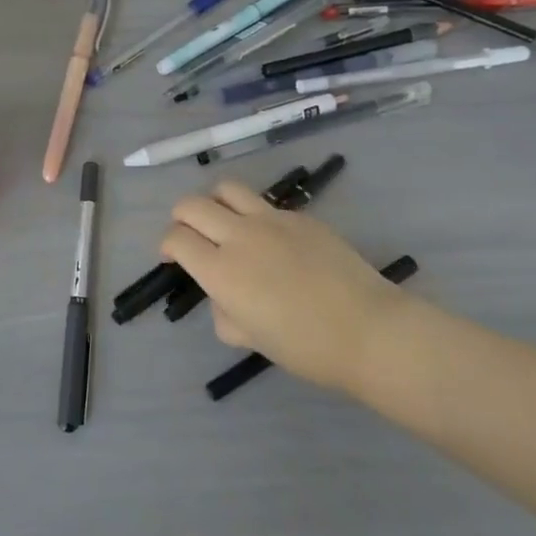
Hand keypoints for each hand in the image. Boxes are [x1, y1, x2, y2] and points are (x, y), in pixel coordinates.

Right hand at [160, 180, 414, 397]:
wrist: (369, 329)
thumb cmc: (306, 347)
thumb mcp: (251, 339)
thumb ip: (225, 312)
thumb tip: (225, 296)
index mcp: (221, 271)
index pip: (176, 239)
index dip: (166, 245)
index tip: (171, 257)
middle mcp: (238, 236)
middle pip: (191, 205)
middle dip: (181, 217)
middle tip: (189, 235)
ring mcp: (271, 220)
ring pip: (225, 189)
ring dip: (214, 202)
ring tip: (223, 221)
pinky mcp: (299, 215)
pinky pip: (263, 205)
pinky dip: (253, 215)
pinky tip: (272, 242)